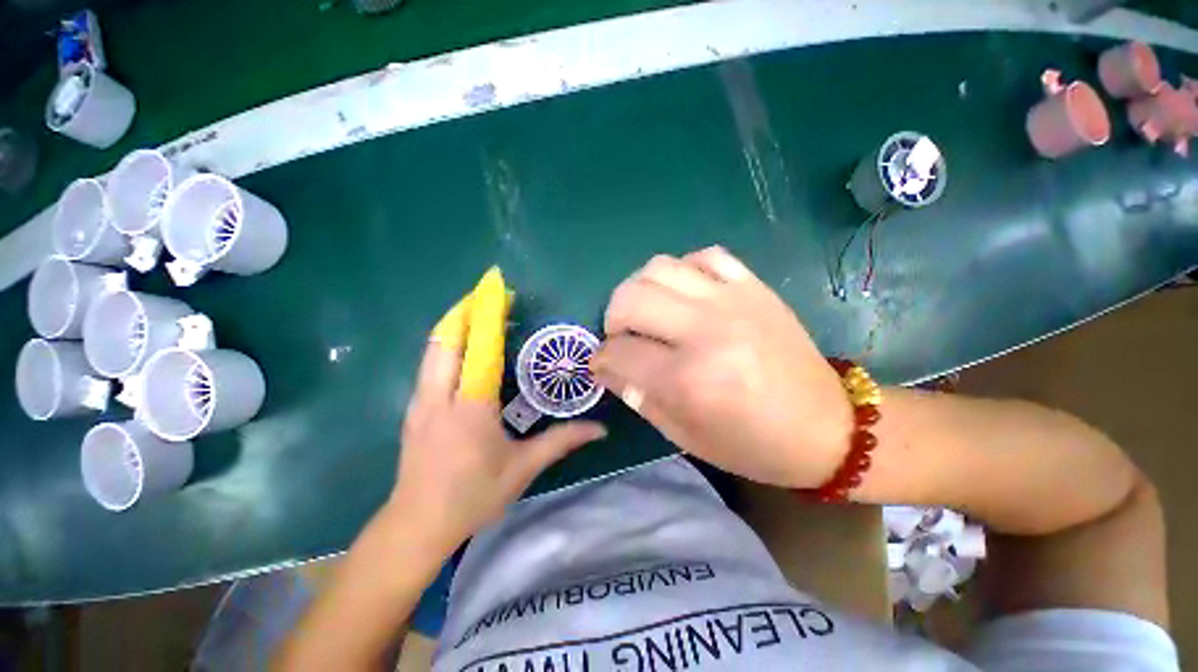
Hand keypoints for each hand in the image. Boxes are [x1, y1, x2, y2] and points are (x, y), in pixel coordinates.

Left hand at [390, 270, 605, 551]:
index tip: (500, 292)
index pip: (481, 349)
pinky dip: (445, 343)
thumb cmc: (473, 496)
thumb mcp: (523, 469)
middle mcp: (441, 396)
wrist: (416, 525)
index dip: (489, 316)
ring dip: (454, 323)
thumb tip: (601, 429)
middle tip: (487, 294)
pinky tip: (462, 345)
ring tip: (475, 310)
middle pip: (447, 338)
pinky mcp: (414, 408)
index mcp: (472, 407)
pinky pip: (429, 363)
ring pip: (433, 348)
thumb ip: (562, 442)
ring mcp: (421, 400)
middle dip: (465, 309)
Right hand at [591, 247, 851, 487]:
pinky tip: (685, 294)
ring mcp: (732, 301)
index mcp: (689, 380)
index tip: (601, 364)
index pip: (619, 353)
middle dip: (613, 319)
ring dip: (640, 289)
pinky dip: (683, 271)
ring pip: (660, 267)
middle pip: (630, 298)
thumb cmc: (752, 444)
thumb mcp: (686, 436)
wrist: (827, 427)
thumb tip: (609, 369)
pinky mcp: (754, 287)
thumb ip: (640, 399)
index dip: (601, 359)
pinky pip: (705, 256)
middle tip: (622, 337)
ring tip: (648, 312)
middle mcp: (706, 331)